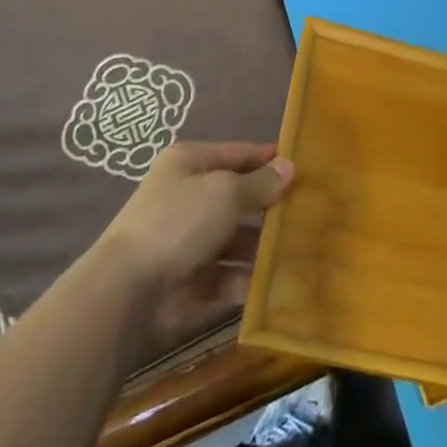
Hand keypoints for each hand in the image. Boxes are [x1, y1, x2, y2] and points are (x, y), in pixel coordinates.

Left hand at [96, 142, 291, 354]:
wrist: (128, 293)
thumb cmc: (178, 222)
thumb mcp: (226, 192)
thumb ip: (260, 183)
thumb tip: (290, 167)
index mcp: (190, 165)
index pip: (238, 154)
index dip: (269, 159)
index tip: (307, 165)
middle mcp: (190, 199)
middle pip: (240, 198)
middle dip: (273, 206)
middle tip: (317, 211)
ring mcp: (192, 243)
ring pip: (239, 240)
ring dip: (267, 246)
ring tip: (308, 248)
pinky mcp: (194, 283)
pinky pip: (232, 277)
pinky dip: (253, 279)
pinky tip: (286, 281)